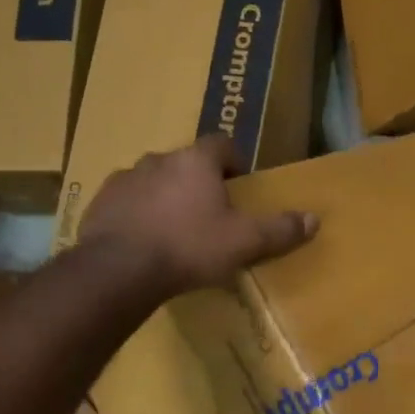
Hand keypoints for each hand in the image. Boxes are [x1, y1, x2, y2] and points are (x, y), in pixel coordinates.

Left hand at [77, 135, 317, 296]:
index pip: (222, 144)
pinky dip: (137, 213)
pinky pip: (126, 201)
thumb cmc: (189, 247)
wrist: (118, 270)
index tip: (239, 185)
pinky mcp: (99, 202)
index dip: (234, 161)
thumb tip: (315, 219)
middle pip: (186, 162)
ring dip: (165, 196)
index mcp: (196, 160)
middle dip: (198, 182)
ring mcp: (124, 178)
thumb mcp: (244, 242)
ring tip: (174, 230)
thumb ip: (279, 229)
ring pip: (153, 180)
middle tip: (209, 213)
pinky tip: (143, 241)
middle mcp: (159, 159)